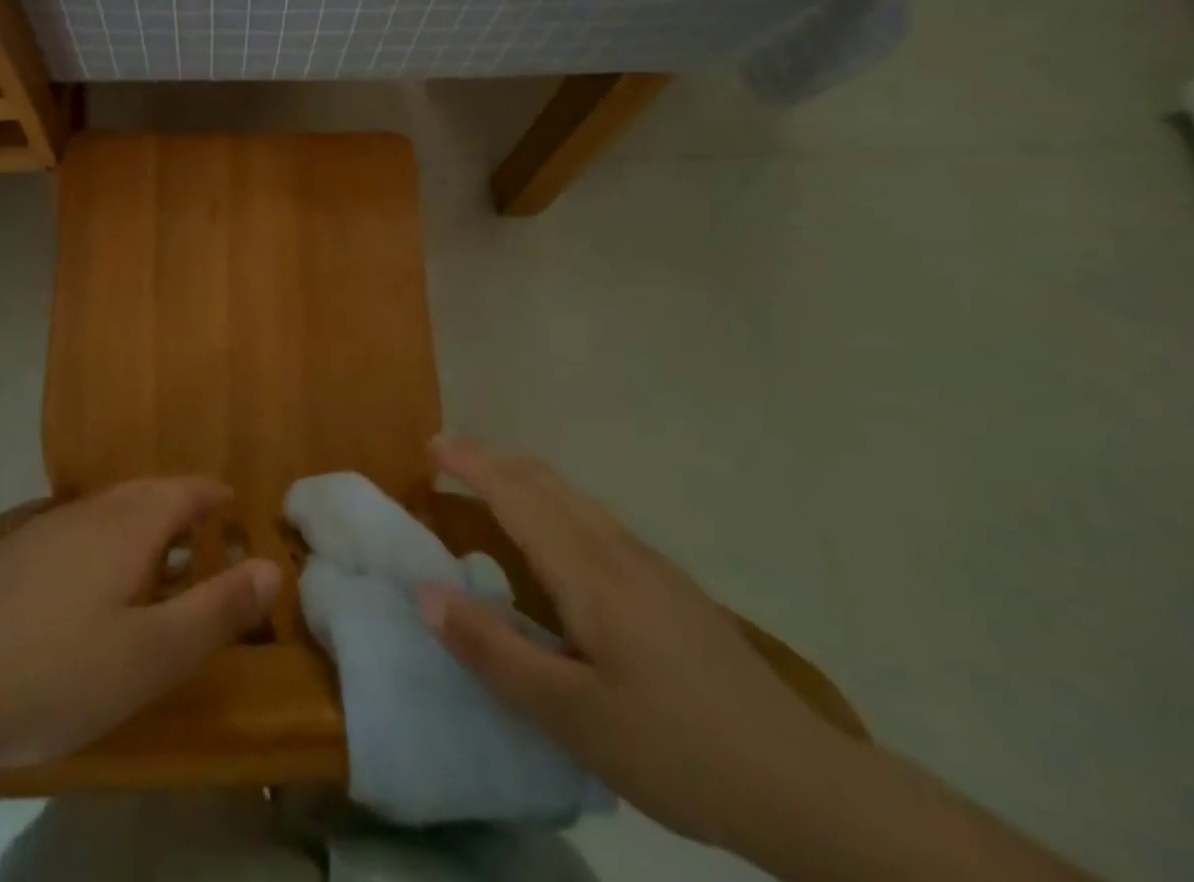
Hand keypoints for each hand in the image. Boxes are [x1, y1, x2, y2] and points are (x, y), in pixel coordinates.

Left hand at [0, 479, 279, 774]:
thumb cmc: (59, 675)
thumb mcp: (152, 656)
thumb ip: (216, 609)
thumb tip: (272, 566)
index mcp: (127, 527)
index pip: (183, 491)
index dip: (213, 496)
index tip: (235, 507)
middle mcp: (89, 513)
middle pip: (146, 492)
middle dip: (181, 504)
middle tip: (206, 530)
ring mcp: (45, 530)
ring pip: (109, 509)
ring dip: (142, 520)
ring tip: (159, 554)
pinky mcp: (13, 554)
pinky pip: (78, 529)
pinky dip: (106, 538)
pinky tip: (94, 579)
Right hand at [420, 439, 840, 849]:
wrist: (804, 784)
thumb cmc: (676, 748)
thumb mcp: (572, 716)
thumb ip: (494, 651)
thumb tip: (425, 594)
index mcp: (588, 573)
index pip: (517, 496)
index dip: (472, 465)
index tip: (432, 445)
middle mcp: (617, 551)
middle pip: (546, 481)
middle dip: (494, 458)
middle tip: (448, 455)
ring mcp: (650, 566)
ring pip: (575, 496)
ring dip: (525, 476)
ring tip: (490, 484)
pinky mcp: (671, 587)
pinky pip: (595, 518)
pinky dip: (554, 501)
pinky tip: (557, 537)